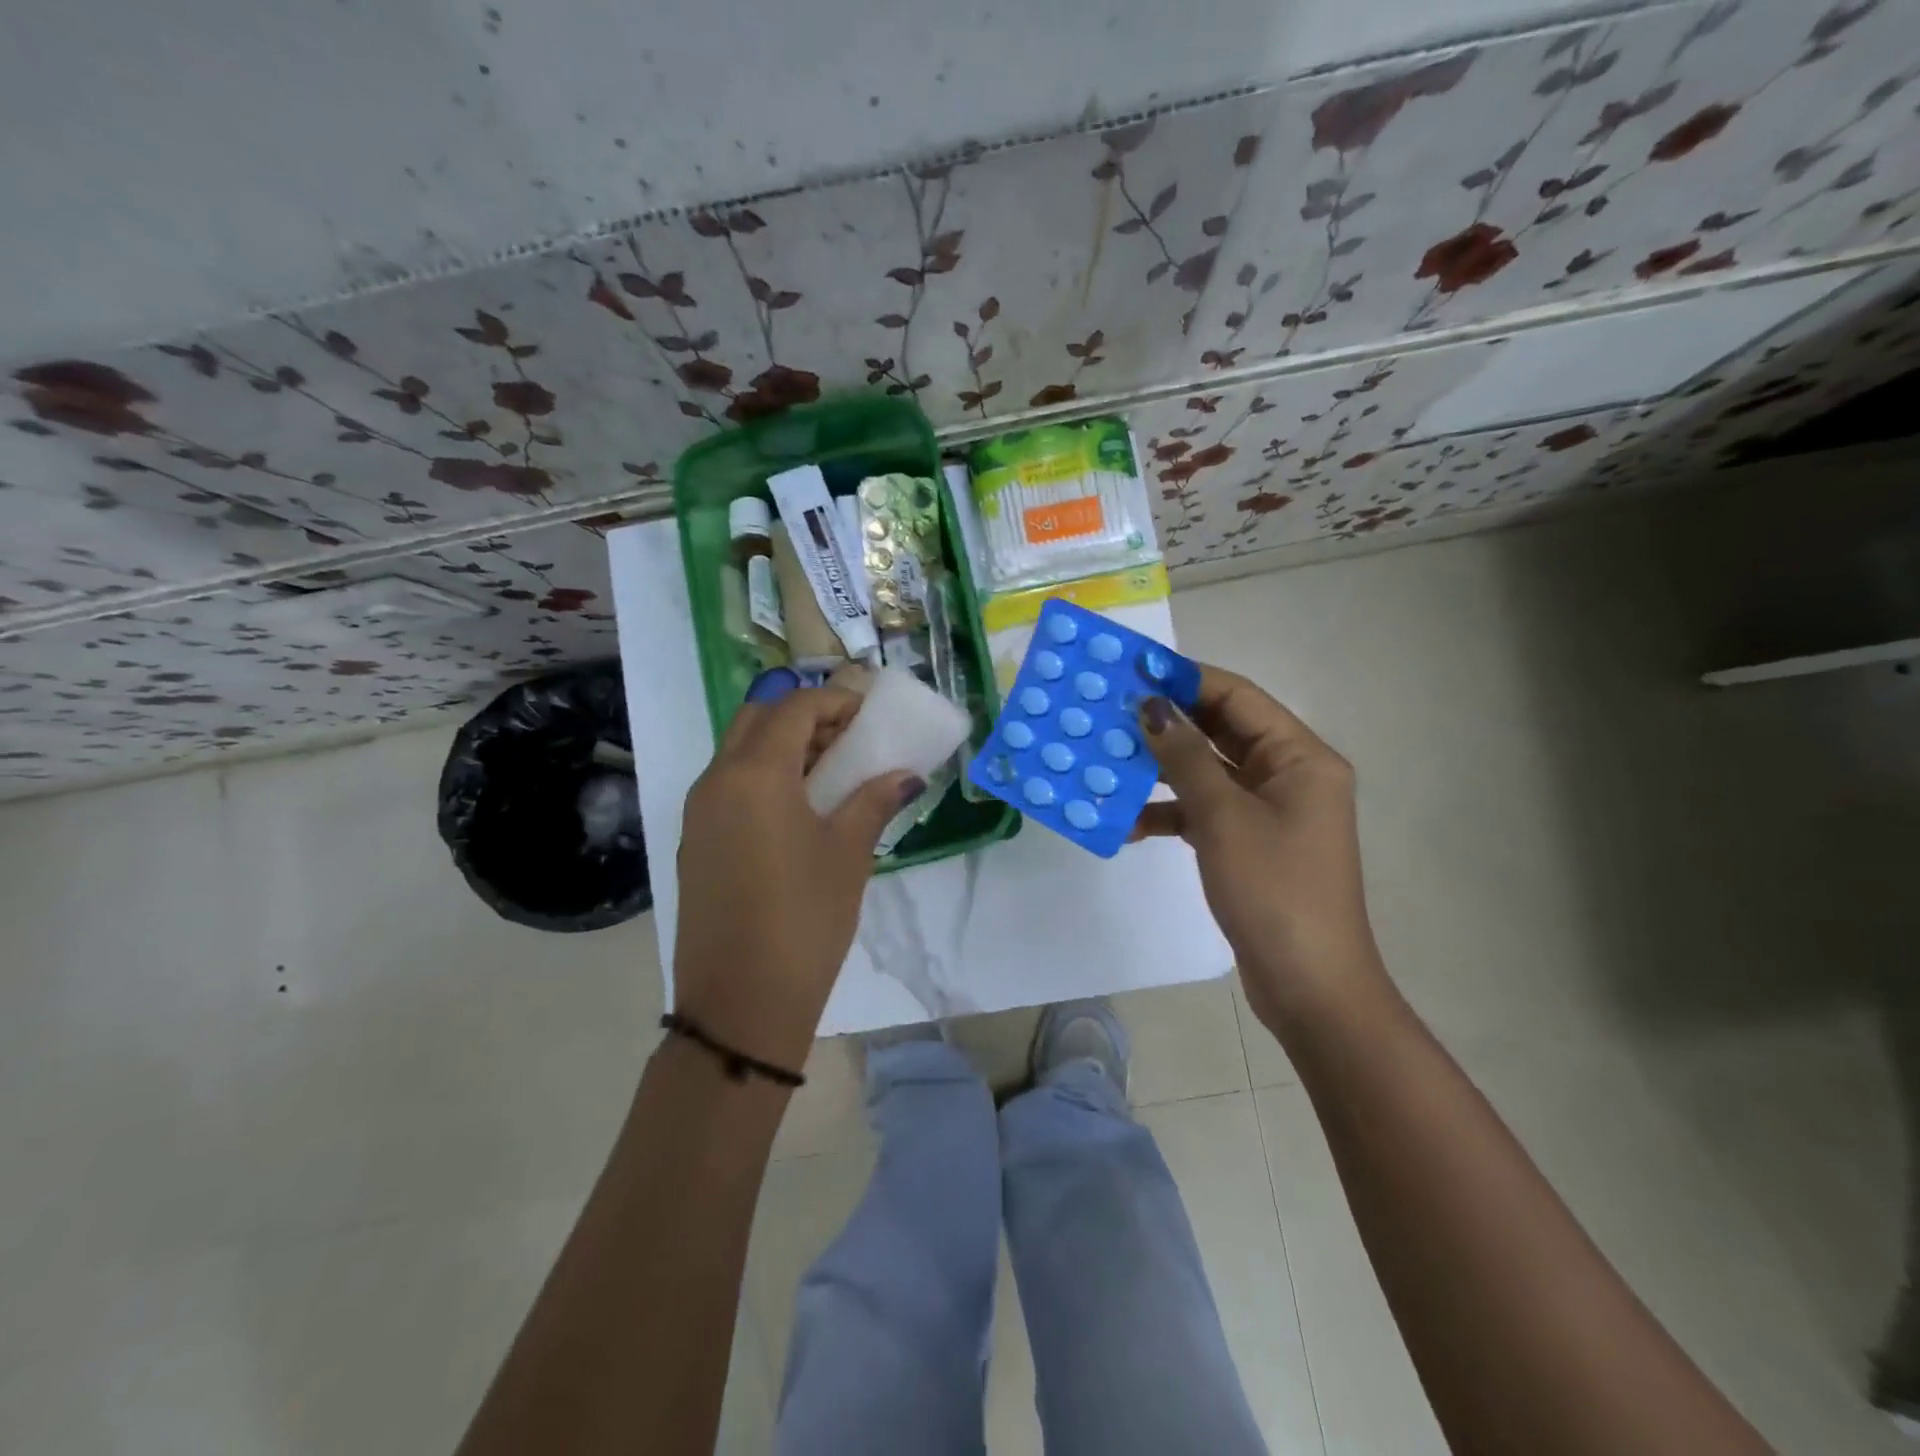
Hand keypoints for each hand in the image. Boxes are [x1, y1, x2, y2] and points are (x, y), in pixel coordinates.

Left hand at [673, 676, 920, 1070]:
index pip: (794, 707)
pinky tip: (797, 808)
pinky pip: (728, 784)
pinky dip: (762, 775)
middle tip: (847, 738)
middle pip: (757, 718)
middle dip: (803, 715)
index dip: (835, 701)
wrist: (739, 1002)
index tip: (869, 715)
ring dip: (781, 745)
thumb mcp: (848, 854)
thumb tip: (906, 774)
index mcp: (755, 773)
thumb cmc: (804, 918)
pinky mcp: (694, 841)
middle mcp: (716, 779)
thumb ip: (874, 801)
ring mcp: (698, 811)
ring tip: (829, 771)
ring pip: (738, 750)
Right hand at [1134, 666, 1383, 1027]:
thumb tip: (1150, 705)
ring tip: (1108, 762)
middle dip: (1167, 723)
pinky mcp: (1249, 844)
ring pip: (1207, 773)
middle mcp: (1288, 775)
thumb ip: (1185, 757)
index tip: (1132, 670)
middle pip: (1221, 731)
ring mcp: (1268, 812)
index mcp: (1299, 757)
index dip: (1185, 679)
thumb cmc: (1274, 891)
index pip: (1237, 697)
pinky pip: (1204, 811)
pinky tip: (1129, 822)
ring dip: (1162, 770)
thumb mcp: (1223, 817)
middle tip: (1109, 712)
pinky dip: (1169, 812)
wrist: (1308, 986)